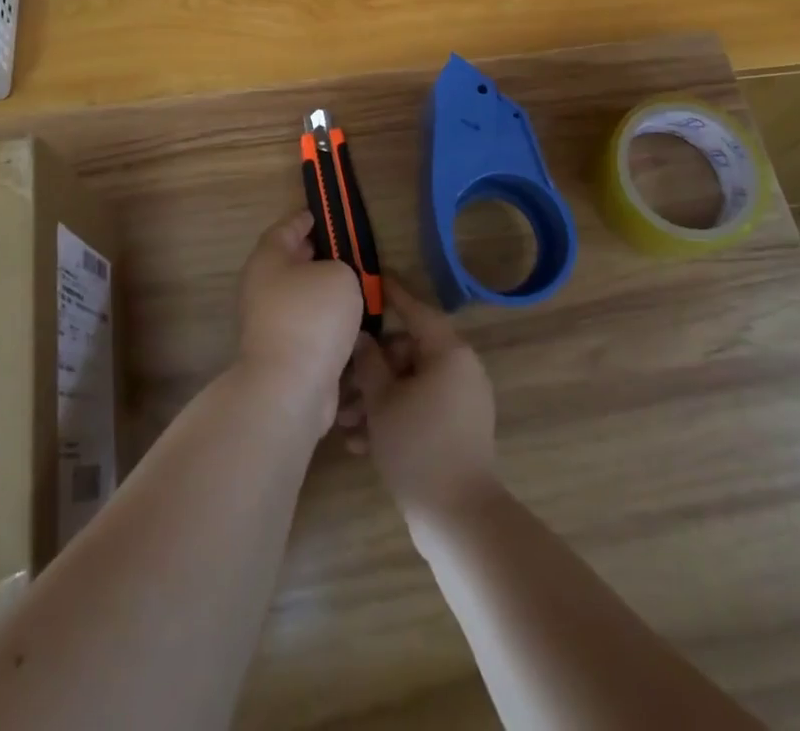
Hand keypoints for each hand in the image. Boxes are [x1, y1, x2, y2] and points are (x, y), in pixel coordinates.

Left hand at [237, 209, 364, 428]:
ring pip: (298, 296)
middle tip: (340, 249)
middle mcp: (261, 288)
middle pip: (288, 262)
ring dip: (319, 290)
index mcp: (268, 259)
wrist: (290, 387)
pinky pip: (305, 325)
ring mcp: (268, 323)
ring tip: (351, 285)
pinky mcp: (281, 353)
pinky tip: (347, 322)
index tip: (318, 215)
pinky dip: (323, 320)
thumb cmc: (312, 316)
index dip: (302, 220)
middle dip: (311, 255)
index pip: (283, 229)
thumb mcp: (340, 274)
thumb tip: (332, 280)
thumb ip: (339, 266)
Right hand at [339, 276, 497, 524]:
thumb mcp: (383, 401)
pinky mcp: (456, 429)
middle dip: (370, 368)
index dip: (390, 294)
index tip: (369, 279)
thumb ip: (369, 362)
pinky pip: (419, 407)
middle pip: (407, 351)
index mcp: (448, 352)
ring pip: (409, 383)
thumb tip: (362, 337)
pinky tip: (360, 443)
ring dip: (376, 398)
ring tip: (344, 423)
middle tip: (339, 382)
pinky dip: (393, 416)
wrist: (458, 519)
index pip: (415, 309)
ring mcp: (460, 401)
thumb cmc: (418, 447)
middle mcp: (459, 369)